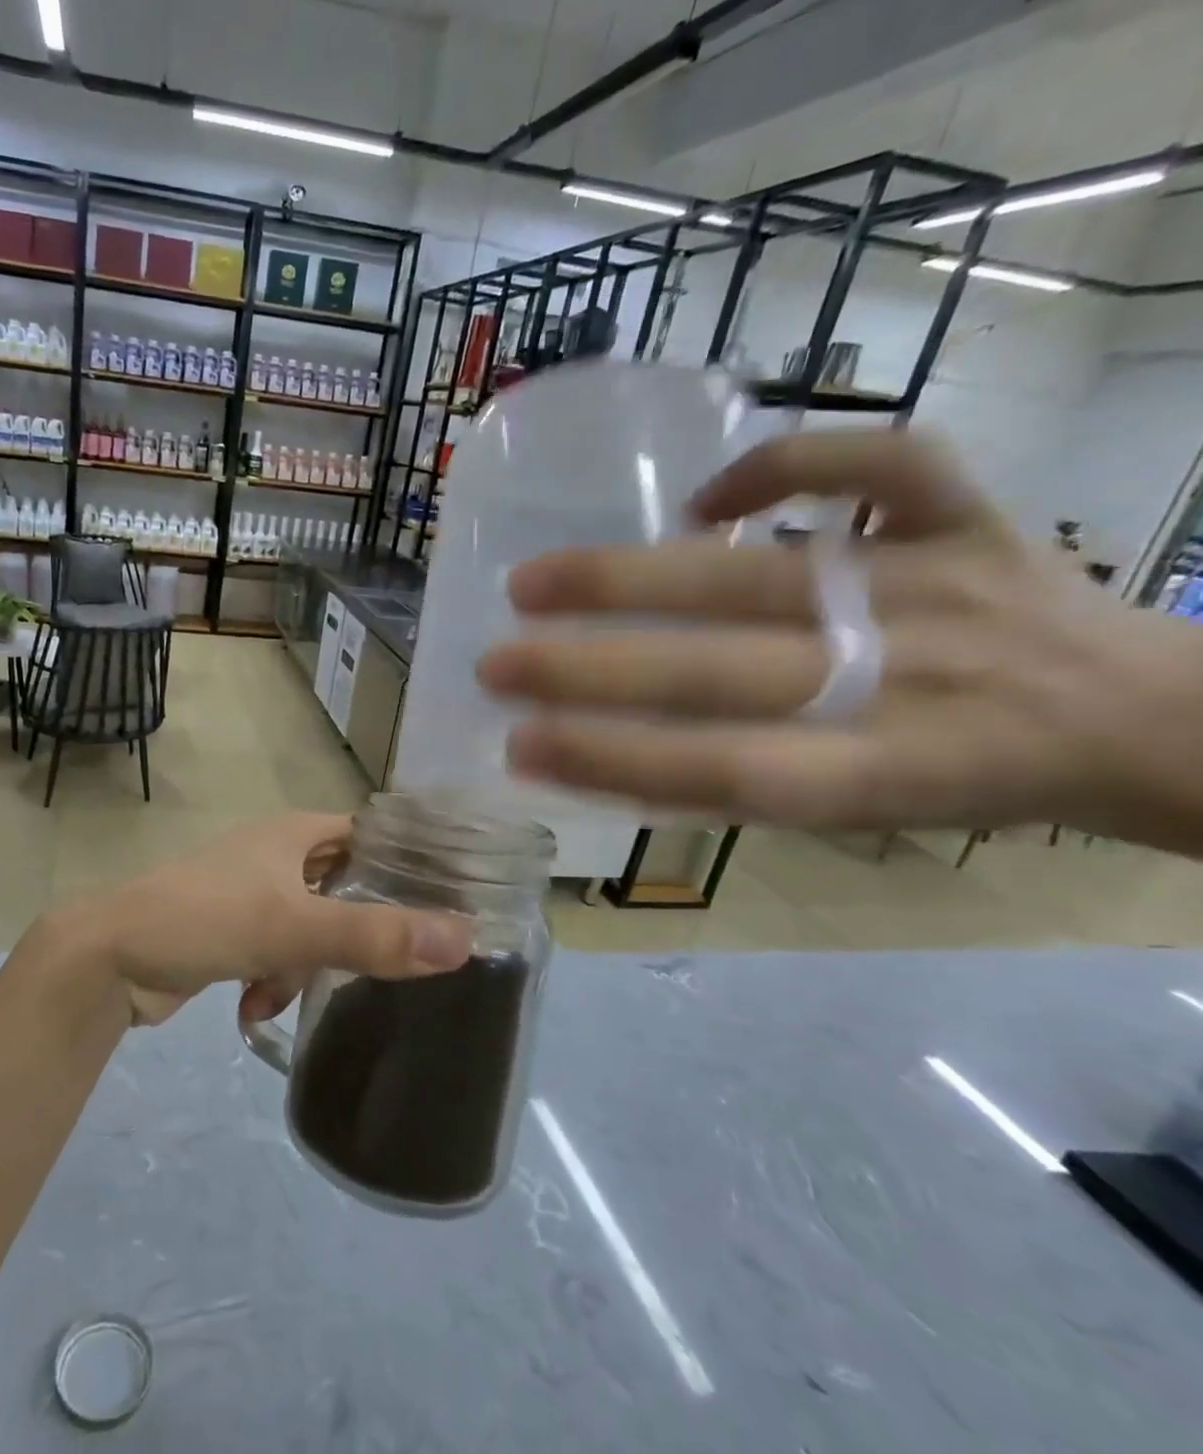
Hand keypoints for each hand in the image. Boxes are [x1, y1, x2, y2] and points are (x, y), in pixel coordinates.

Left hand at [55, 813, 471, 1026]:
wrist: (109, 959)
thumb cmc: (203, 919)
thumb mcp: (292, 928)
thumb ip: (373, 937)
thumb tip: (463, 940)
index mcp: (293, 834)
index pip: (369, 835)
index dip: (407, 863)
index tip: (446, 904)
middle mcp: (275, 855)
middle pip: (343, 888)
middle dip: (354, 932)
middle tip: (383, 967)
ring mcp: (250, 893)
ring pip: (311, 929)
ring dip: (304, 967)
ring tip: (279, 991)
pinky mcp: (230, 931)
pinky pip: (276, 953)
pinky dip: (273, 980)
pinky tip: (253, 1007)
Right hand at [474, 430, 1202, 849]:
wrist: (1132, 717)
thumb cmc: (958, 783)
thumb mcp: (853, 819)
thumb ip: (736, 783)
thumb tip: (601, 744)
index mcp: (879, 774)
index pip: (717, 771)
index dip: (611, 760)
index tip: (517, 745)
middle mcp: (909, 679)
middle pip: (720, 674)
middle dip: (590, 670)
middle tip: (493, 664)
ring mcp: (943, 586)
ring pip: (764, 574)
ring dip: (631, 578)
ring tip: (530, 581)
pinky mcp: (975, 516)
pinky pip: (887, 464)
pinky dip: (788, 463)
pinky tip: (708, 500)